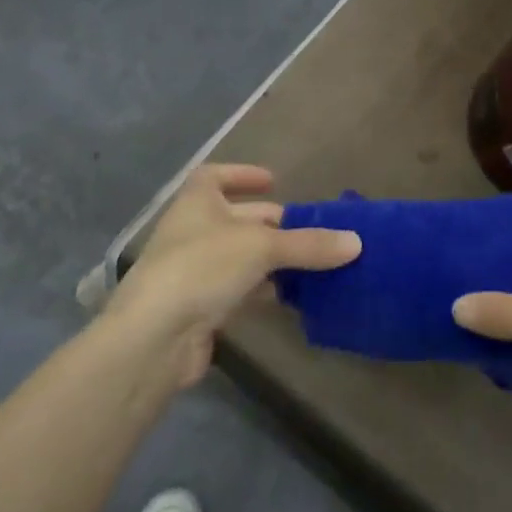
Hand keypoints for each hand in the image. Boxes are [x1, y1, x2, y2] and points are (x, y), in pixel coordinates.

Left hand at [108, 164, 359, 387]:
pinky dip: (265, 289)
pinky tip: (293, 297)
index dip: (242, 175)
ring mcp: (194, 271)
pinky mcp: (201, 307)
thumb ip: (308, 245)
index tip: (273, 181)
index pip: (215, 176)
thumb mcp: (261, 247)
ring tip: (315, 264)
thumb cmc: (202, 267)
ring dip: (274, 260)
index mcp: (197, 202)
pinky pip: (240, 290)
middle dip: (274, 223)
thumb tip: (356, 242)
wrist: (155, 336)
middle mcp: (193, 231)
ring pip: (242, 257)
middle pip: (238, 219)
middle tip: (314, 231)